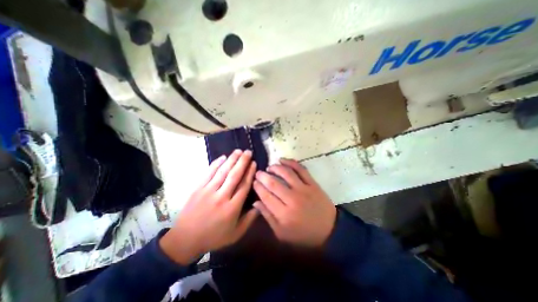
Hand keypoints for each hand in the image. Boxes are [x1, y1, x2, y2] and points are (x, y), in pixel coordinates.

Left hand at [159, 150, 257, 265]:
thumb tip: (260, 204)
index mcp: (232, 208)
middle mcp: (221, 197)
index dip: (250, 173)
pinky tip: (223, 157)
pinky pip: (208, 173)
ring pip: (223, 171)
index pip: (244, 185)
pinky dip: (216, 164)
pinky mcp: (198, 188)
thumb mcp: (236, 233)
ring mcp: (208, 191)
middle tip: (248, 152)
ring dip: (231, 159)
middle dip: (243, 162)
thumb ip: (250, 219)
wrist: (185, 239)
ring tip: (238, 151)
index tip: (254, 163)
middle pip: (234, 175)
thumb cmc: (214, 236)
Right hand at [254, 158, 334, 246]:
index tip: (254, 182)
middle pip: (273, 183)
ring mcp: (304, 189)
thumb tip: (256, 202)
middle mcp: (292, 199)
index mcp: (284, 214)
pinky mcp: (312, 184)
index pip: (266, 196)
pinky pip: (301, 169)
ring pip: (286, 173)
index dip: (258, 187)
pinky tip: (283, 160)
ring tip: (269, 167)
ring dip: (275, 168)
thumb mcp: (282, 233)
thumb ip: (268, 217)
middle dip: (262, 176)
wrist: (329, 230)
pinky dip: (291, 162)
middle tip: (258, 173)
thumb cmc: (303, 234)